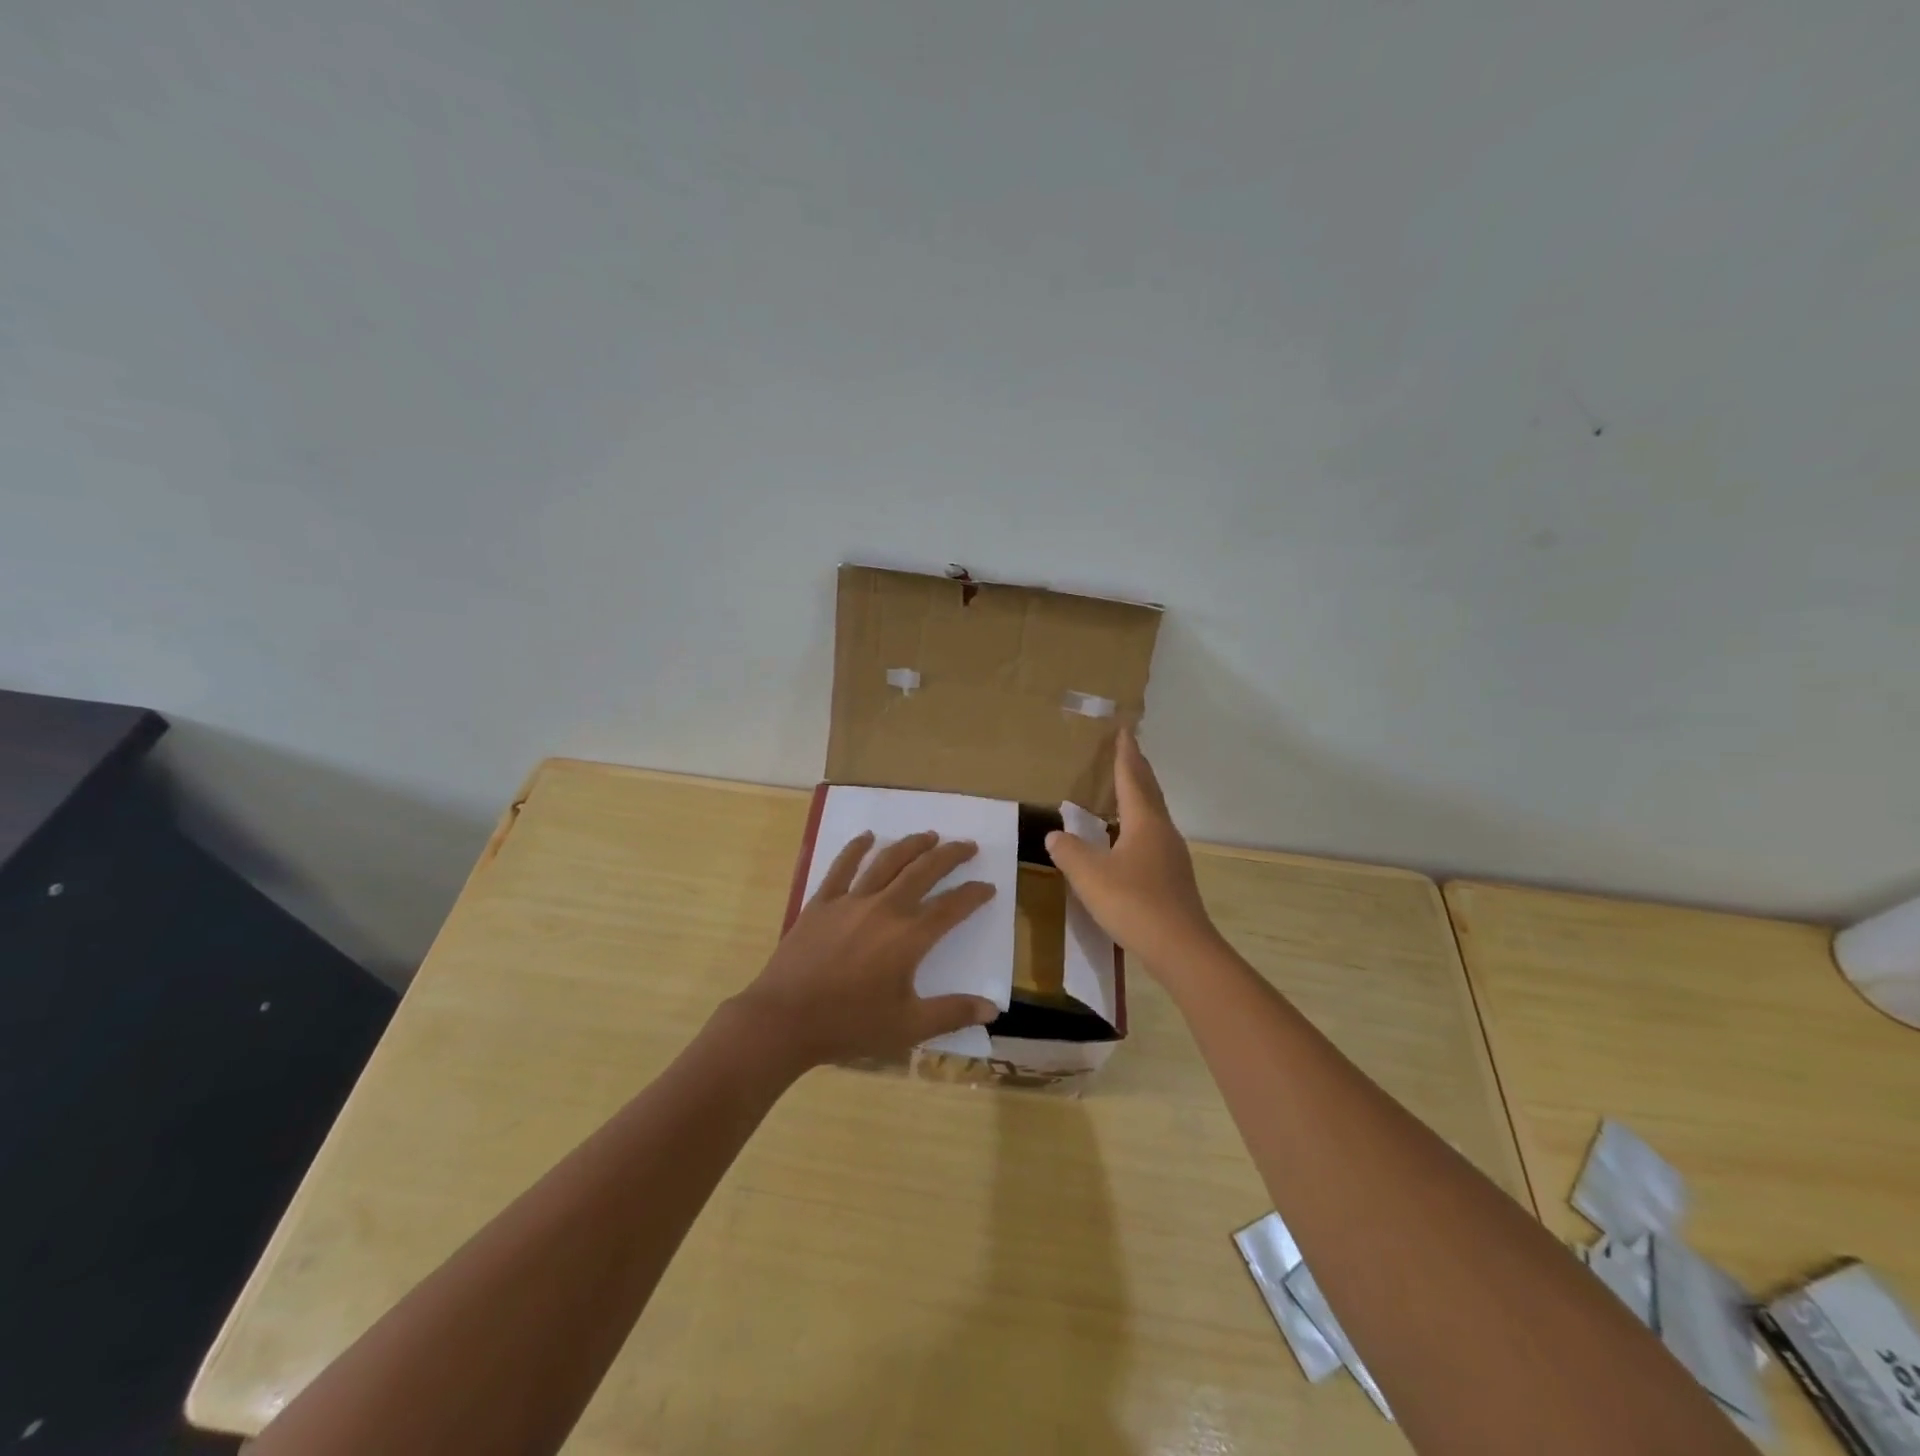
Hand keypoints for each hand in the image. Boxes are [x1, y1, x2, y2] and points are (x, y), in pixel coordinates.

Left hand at [730, 830, 998, 1069]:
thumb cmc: (850, 1024)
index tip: (988, 887)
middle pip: (924, 871)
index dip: (974, 895)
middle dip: (950, 855)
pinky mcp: (822, 902)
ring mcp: (851, 900)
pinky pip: (842, 867)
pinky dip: (856, 848)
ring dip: (912, 845)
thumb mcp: (908, 1027)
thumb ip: (952, 1013)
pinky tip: (867, 836)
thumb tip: (993, 1009)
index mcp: (910, 936)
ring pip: (888, 861)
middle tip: (967, 845)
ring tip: (929, 835)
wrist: (785, 1019)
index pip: (952, 907)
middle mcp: (885, 908)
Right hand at [1045, 728, 1221, 973]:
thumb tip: (1055, 835)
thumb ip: (1069, 852)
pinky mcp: (1173, 877)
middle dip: (1137, 768)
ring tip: (1125, 788)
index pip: (1132, 778)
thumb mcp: (1089, 875)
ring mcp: (1171, 855)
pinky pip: (1153, 836)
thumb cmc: (1132, 902)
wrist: (1180, 947)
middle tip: (1127, 749)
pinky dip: (1139, 823)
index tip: (1124, 730)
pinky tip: (1128, 838)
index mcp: (1144, 821)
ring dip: (1140, 796)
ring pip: (1153, 814)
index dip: (1125, 754)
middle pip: (1149, 791)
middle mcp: (1162, 831)